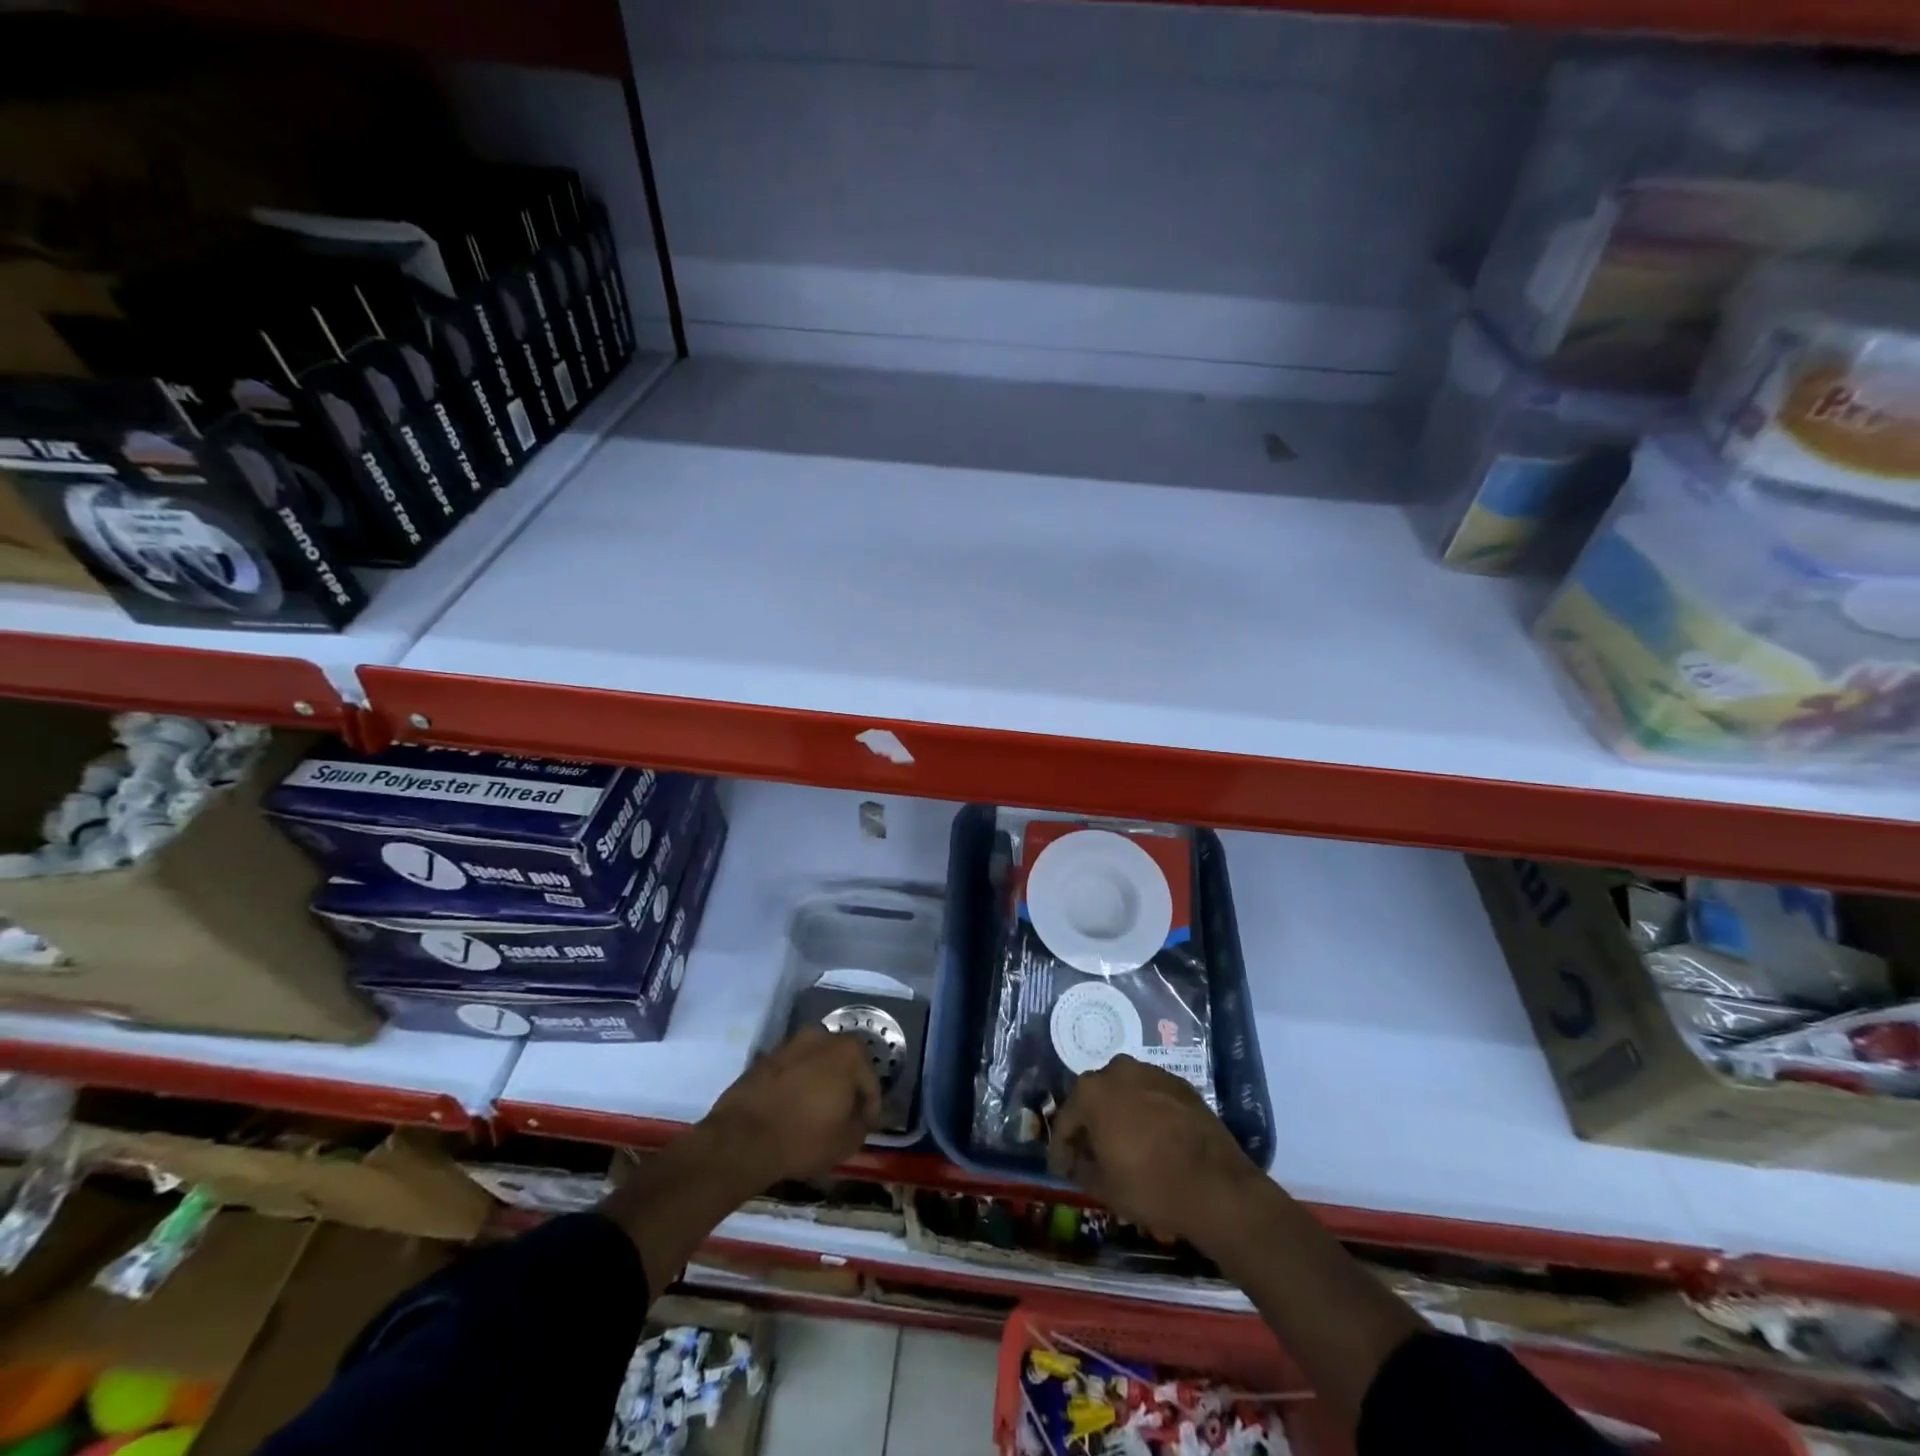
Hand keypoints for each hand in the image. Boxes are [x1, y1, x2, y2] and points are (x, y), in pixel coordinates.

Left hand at [700, 1026, 881, 1190]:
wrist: (742, 1138)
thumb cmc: (804, 1137)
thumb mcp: (847, 1141)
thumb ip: (862, 1122)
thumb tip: (860, 1114)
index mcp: (849, 1052)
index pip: (871, 1081)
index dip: (870, 1107)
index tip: (865, 1127)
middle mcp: (823, 1036)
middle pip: (844, 1064)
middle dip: (846, 1086)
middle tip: (843, 1115)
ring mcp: (792, 1043)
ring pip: (817, 1063)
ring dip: (820, 1081)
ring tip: (816, 1111)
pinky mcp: (767, 1055)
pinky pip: (793, 1069)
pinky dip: (798, 1084)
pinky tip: (793, 1107)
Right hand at [1048, 1055, 1258, 1244]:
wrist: (1216, 1185)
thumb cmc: (1149, 1185)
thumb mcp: (1103, 1186)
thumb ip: (1080, 1166)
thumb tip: (1076, 1159)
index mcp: (1091, 1090)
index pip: (1066, 1120)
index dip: (1062, 1147)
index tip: (1061, 1168)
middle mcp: (1118, 1070)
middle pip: (1095, 1099)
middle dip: (1091, 1126)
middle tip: (1092, 1155)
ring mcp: (1151, 1072)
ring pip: (1125, 1094)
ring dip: (1120, 1116)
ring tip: (1125, 1148)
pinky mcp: (1180, 1083)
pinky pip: (1151, 1096)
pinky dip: (1147, 1114)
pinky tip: (1153, 1141)